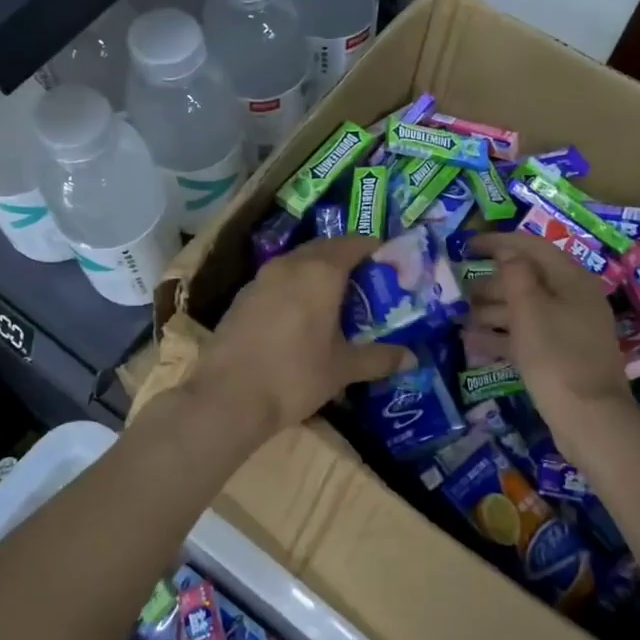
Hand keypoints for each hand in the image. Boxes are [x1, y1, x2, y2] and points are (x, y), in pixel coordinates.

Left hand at [194, 235, 412, 438]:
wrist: (226, 397)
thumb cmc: (294, 375)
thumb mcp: (342, 368)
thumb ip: (378, 358)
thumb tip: (412, 358)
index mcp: (321, 271)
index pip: (356, 243)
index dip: (377, 250)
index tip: (392, 267)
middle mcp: (290, 264)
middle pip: (326, 248)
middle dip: (349, 261)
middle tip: (369, 287)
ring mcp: (262, 278)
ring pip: (299, 263)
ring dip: (321, 274)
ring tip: (339, 303)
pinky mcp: (243, 297)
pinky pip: (279, 281)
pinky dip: (297, 289)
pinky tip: (303, 319)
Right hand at [466, 233, 634, 447]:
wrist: (589, 418)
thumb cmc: (556, 355)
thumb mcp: (530, 309)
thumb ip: (516, 275)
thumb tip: (508, 253)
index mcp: (571, 279)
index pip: (532, 247)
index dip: (498, 242)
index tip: (467, 246)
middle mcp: (573, 298)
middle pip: (528, 279)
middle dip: (491, 281)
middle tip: (458, 289)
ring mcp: (569, 329)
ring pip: (525, 309)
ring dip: (492, 310)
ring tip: (459, 316)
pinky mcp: (561, 356)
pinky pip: (527, 336)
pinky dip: (501, 336)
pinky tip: (471, 342)